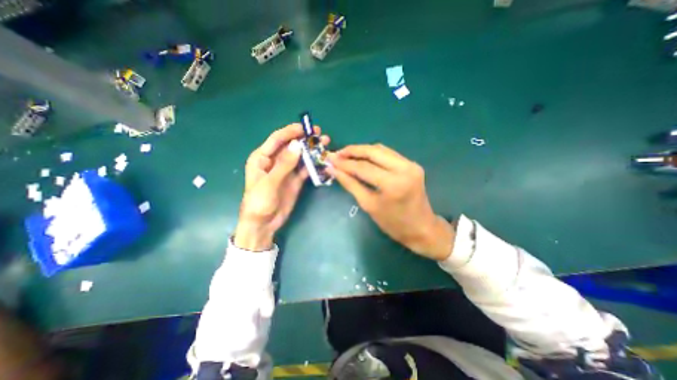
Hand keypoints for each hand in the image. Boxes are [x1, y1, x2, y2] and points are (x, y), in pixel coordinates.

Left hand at [236, 123, 331, 250]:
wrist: (263, 224)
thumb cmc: (259, 202)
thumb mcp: (270, 183)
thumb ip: (284, 164)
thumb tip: (297, 145)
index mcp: (262, 158)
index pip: (277, 139)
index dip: (291, 132)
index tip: (306, 128)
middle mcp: (275, 161)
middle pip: (291, 145)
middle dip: (304, 139)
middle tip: (320, 134)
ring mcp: (287, 170)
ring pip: (300, 156)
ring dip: (311, 150)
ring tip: (325, 144)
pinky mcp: (295, 180)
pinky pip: (305, 169)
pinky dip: (314, 164)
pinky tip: (323, 160)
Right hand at [329, 145, 454, 259]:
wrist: (421, 228)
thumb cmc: (392, 223)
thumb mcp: (368, 204)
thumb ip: (350, 184)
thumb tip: (334, 170)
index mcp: (393, 183)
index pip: (363, 167)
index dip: (345, 163)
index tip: (330, 160)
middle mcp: (404, 168)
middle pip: (373, 151)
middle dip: (353, 150)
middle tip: (337, 154)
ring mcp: (411, 164)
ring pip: (381, 150)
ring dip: (363, 150)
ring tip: (347, 155)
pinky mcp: (412, 164)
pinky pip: (389, 154)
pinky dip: (374, 154)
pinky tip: (363, 158)